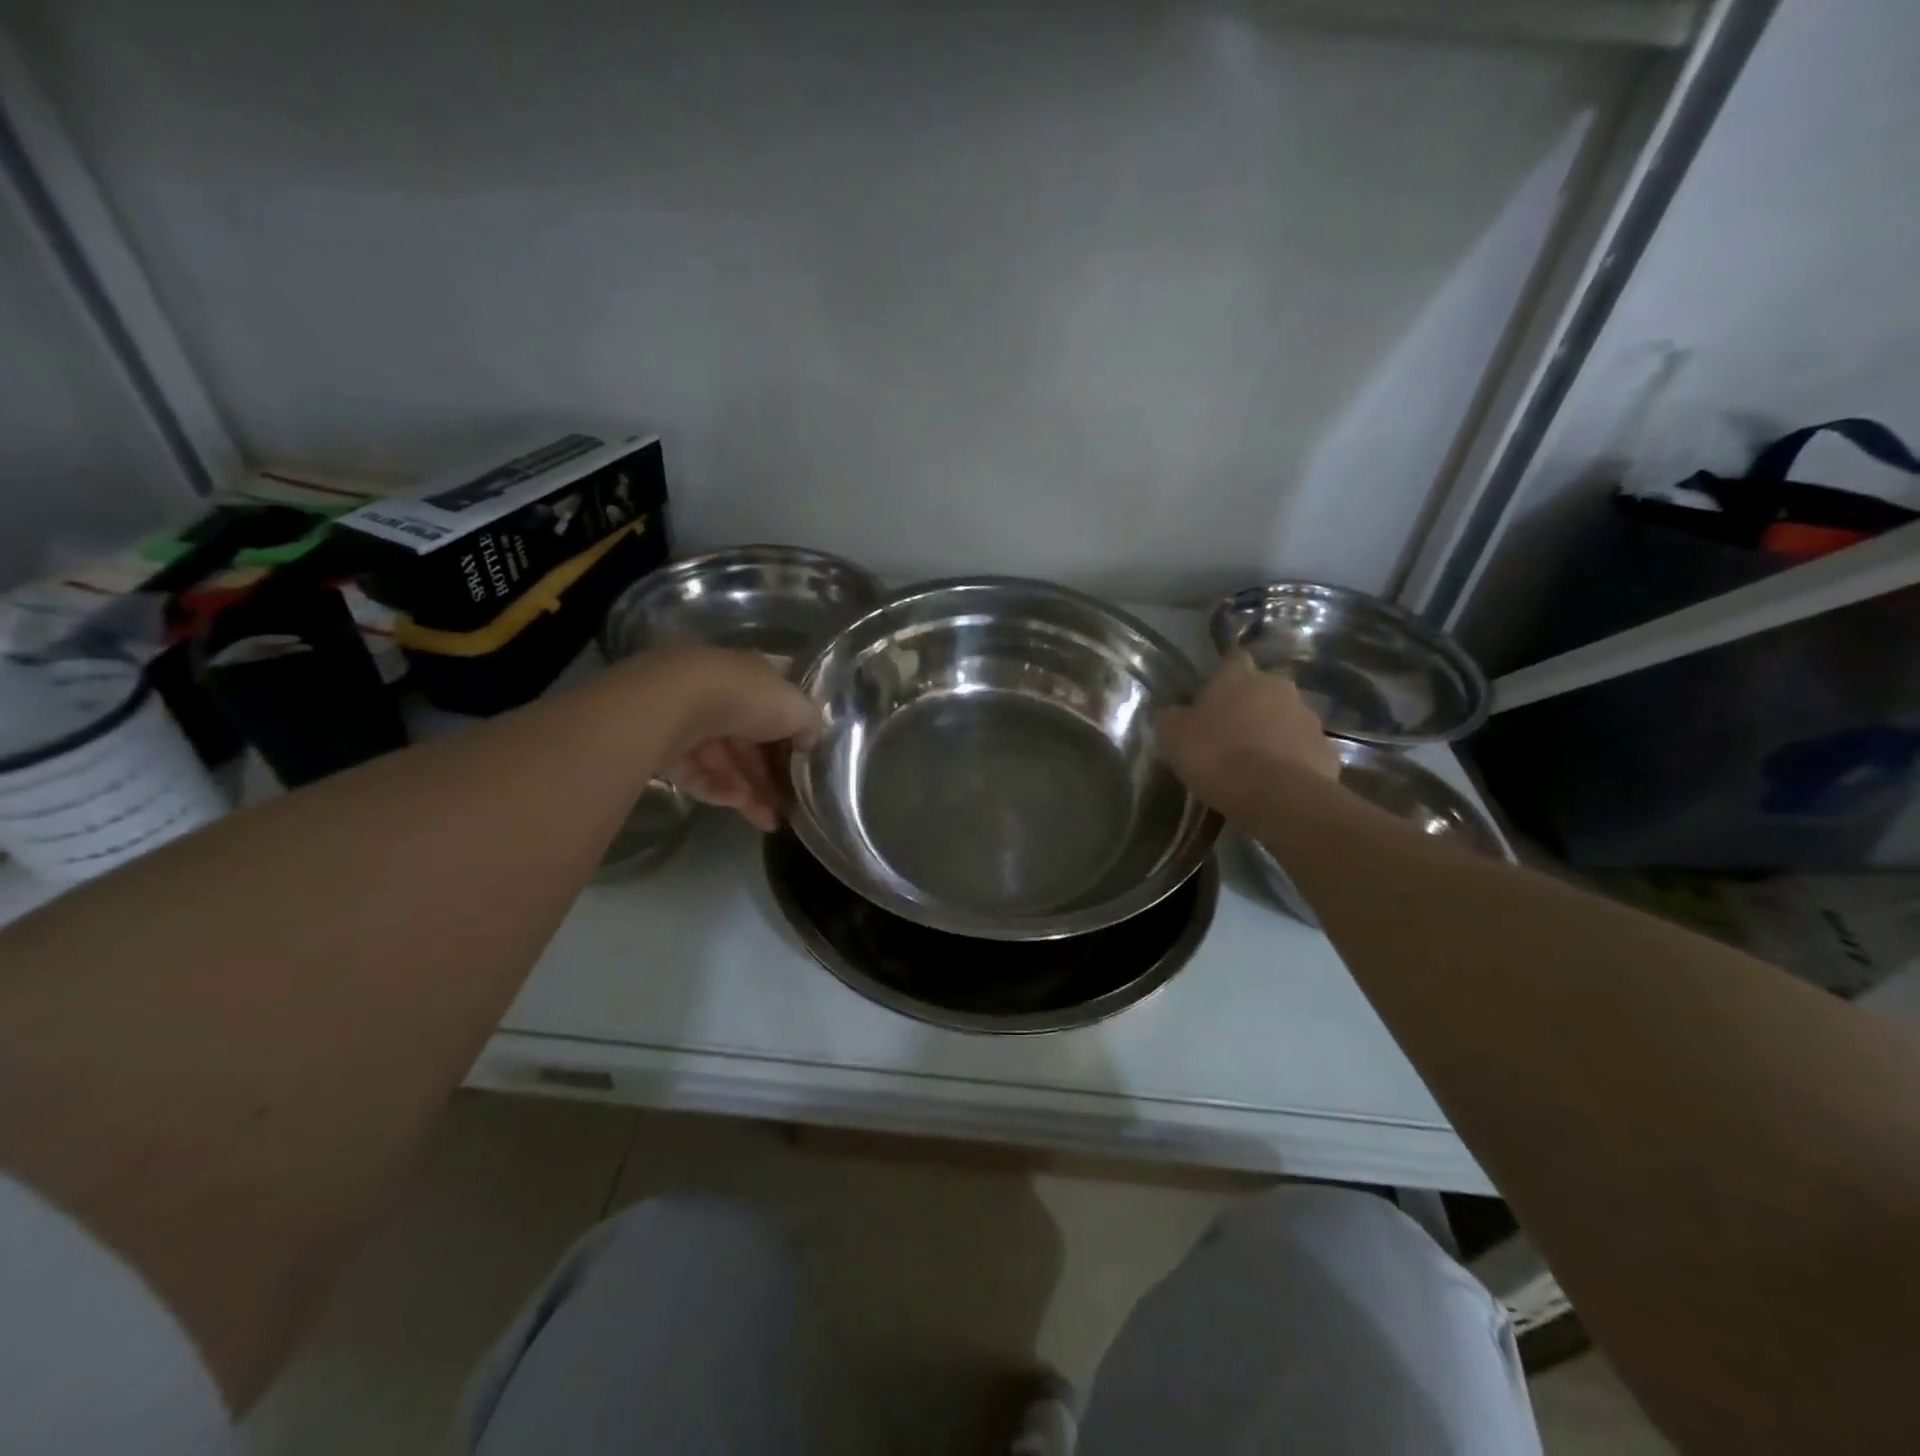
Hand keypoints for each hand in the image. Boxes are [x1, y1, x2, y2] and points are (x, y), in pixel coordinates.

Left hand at [625, 645, 821, 831]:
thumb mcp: (797, 707)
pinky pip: (697, 773)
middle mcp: (720, 696)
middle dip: (772, 776)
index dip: (792, 742)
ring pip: (725, 762)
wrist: (674, 703)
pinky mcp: (664, 748)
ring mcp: (689, 721)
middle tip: (791, 808)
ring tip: (771, 822)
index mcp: (751, 678)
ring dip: (751, 792)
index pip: (776, 711)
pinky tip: (739, 804)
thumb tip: (810, 742)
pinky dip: (718, 789)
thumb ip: (810, 724)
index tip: (806, 771)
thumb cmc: (746, 698)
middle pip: (750, 742)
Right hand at [1157, 651, 1341, 809]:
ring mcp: (1308, 717)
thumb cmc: (1216, 756)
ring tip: (1254, 762)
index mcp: (1239, 676)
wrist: (1276, 795)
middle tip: (1231, 733)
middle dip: (1250, 706)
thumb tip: (1174, 714)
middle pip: (1263, 689)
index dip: (1223, 677)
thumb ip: (1173, 718)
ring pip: (1286, 718)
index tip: (1213, 696)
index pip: (1233, 660)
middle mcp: (1278, 686)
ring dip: (1273, 732)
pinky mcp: (1327, 749)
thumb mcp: (1173, 737)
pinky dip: (1292, 760)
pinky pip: (1303, 750)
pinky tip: (1276, 782)